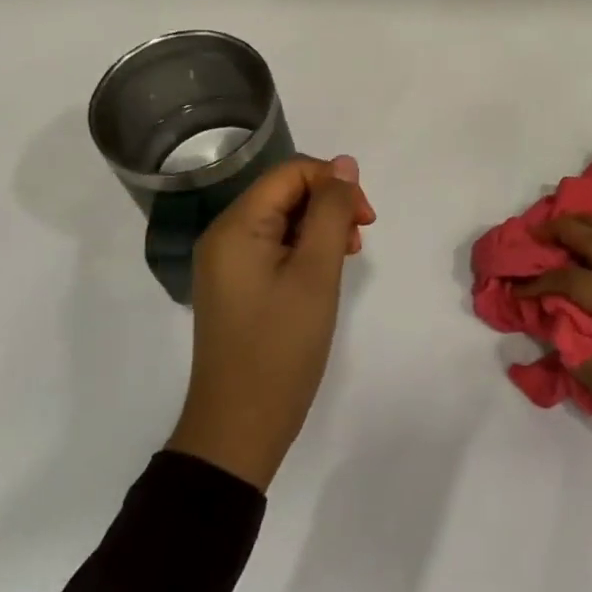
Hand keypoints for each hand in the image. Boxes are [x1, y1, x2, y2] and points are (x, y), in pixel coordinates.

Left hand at [167, 155, 375, 490]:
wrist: (240, 427)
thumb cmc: (281, 346)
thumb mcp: (316, 272)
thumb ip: (331, 211)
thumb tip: (345, 164)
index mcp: (236, 226)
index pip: (291, 173)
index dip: (334, 183)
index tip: (366, 219)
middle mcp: (225, 236)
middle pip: (285, 192)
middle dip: (329, 205)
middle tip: (360, 240)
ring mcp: (227, 263)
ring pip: (283, 219)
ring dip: (321, 227)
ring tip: (347, 258)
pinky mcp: (236, 286)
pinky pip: (274, 247)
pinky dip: (304, 249)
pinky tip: (324, 273)